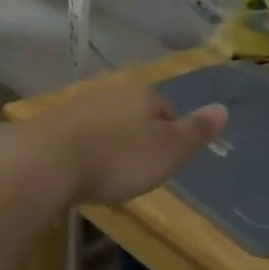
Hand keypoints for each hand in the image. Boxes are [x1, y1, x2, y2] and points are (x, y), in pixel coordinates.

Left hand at [0, 77, 226, 210]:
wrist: (45, 161)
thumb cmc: (117, 158)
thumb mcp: (168, 150)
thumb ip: (196, 132)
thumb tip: (223, 109)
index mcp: (142, 92)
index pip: (167, 111)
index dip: (170, 140)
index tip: (163, 167)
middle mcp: (110, 90)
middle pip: (135, 116)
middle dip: (138, 142)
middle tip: (137, 175)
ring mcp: (77, 104)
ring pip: (106, 125)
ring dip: (110, 148)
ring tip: (108, 179)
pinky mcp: (50, 124)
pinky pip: (79, 138)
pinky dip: (84, 154)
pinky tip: (80, 176)